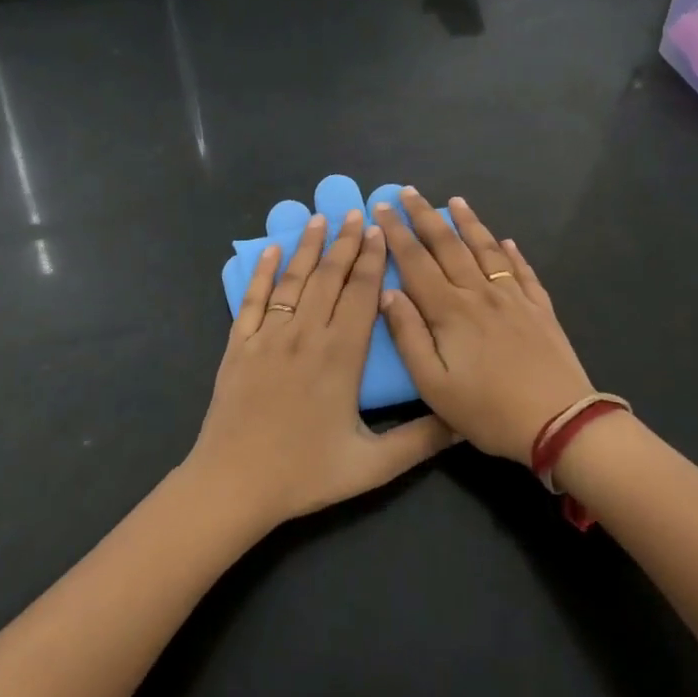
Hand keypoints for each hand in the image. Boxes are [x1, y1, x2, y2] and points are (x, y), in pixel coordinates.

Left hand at [188, 210, 452, 530]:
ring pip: (293, 281)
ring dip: (308, 247)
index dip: (371, 260)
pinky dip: (263, 272)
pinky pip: (252, 300)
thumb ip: (421, 441)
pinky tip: (271, 250)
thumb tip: (463, 422)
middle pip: (328, 278)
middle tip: (354, 212)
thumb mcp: (372, 466)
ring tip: (319, 218)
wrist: (234, 484)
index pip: (360, 295)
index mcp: (340, 356)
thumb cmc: (305, 474)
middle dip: (344, 243)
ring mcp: (268, 337)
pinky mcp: (239, 346)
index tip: (379, 231)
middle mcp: (305, 335)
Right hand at [375, 189, 596, 461]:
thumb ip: (408, 336)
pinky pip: (522, 272)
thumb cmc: (488, 410)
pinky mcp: (540, 309)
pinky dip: (511, 253)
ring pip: (486, 250)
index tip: (381, 208)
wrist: (560, 423)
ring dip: (468, 223)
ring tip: (455, 201)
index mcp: (450, 311)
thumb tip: (388, 293)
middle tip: (408, 191)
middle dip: (425, 216)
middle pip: (448, 246)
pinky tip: (506, 242)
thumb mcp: (434, 385)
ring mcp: (514, 298)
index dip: (396, 234)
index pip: (415, 262)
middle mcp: (480, 294)